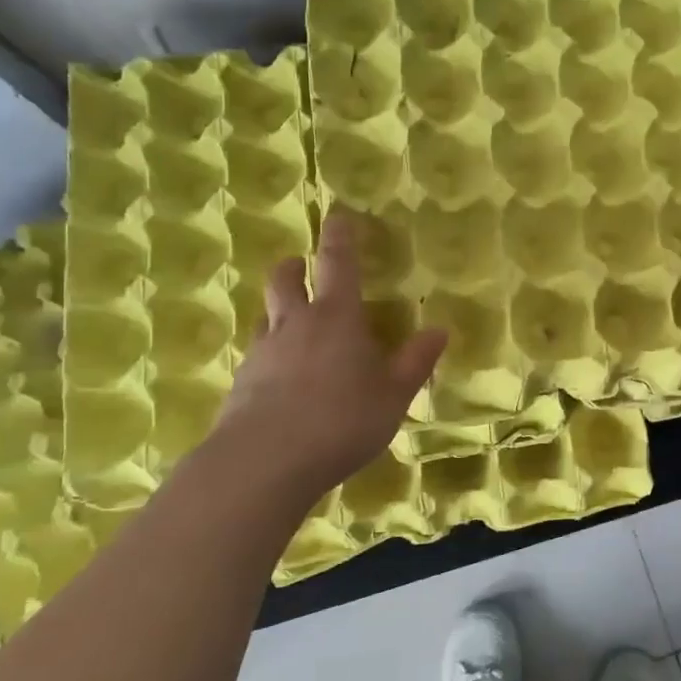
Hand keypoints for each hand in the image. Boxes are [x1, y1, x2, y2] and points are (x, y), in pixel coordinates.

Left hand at [208, 211, 446, 498]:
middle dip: (293, 267)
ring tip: (292, 328)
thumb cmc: (341, 420)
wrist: (263, 463)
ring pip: (265, 317)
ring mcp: (262, 353)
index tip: (338, 217)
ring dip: (277, 312)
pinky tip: (280, 382)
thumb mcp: (393, 395)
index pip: (338, 264)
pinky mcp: (240, 384)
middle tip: (300, 267)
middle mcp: (294, 325)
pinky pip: (256, 356)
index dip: (340, 237)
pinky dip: (269, 356)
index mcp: (336, 318)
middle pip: (285, 280)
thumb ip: (416, 362)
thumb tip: (439, 330)